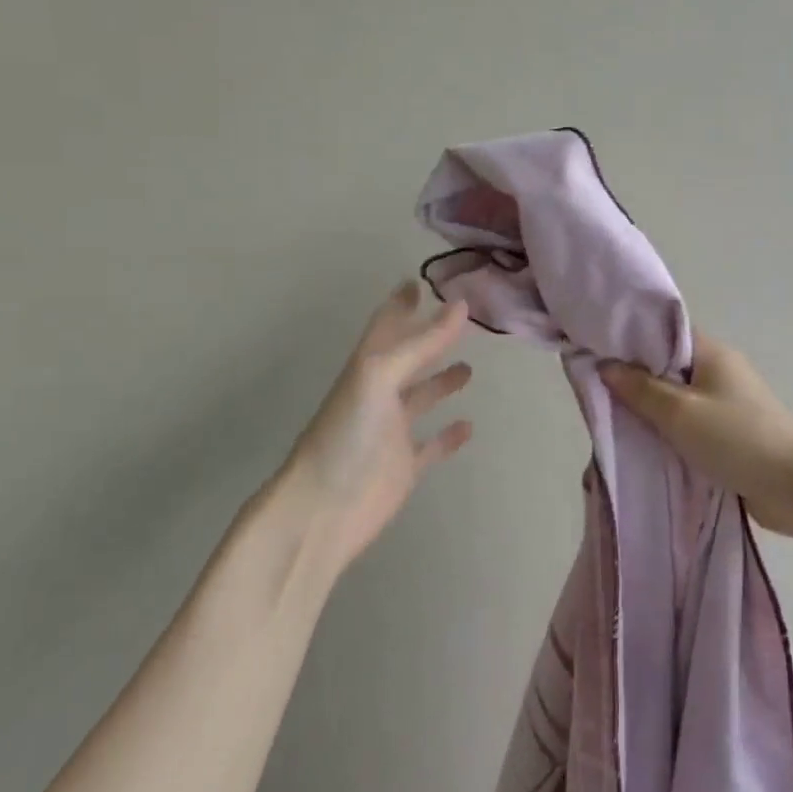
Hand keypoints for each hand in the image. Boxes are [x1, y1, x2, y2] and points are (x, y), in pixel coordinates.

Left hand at [278, 282, 473, 570]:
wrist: (322, 510)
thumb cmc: (347, 435)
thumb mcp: (380, 377)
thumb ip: (421, 343)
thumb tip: (461, 305)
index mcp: (369, 367)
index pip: (388, 326)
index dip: (402, 303)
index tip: (419, 281)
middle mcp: (380, 394)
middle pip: (408, 358)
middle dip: (429, 337)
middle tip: (461, 320)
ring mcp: (392, 431)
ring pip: (421, 397)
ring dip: (442, 381)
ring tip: (470, 368)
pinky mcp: (405, 466)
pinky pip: (432, 445)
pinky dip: (449, 435)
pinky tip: (469, 426)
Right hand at [601, 335, 792, 552]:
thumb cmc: (736, 439)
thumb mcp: (680, 413)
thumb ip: (640, 388)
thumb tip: (605, 364)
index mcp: (711, 353)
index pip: (662, 332)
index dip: (629, 337)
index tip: (594, 347)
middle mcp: (718, 371)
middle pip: (665, 366)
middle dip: (633, 376)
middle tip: (595, 388)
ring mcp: (724, 403)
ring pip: (674, 397)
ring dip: (649, 408)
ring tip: (610, 416)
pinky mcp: (727, 433)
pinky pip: (686, 423)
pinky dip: (666, 430)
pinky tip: (640, 441)